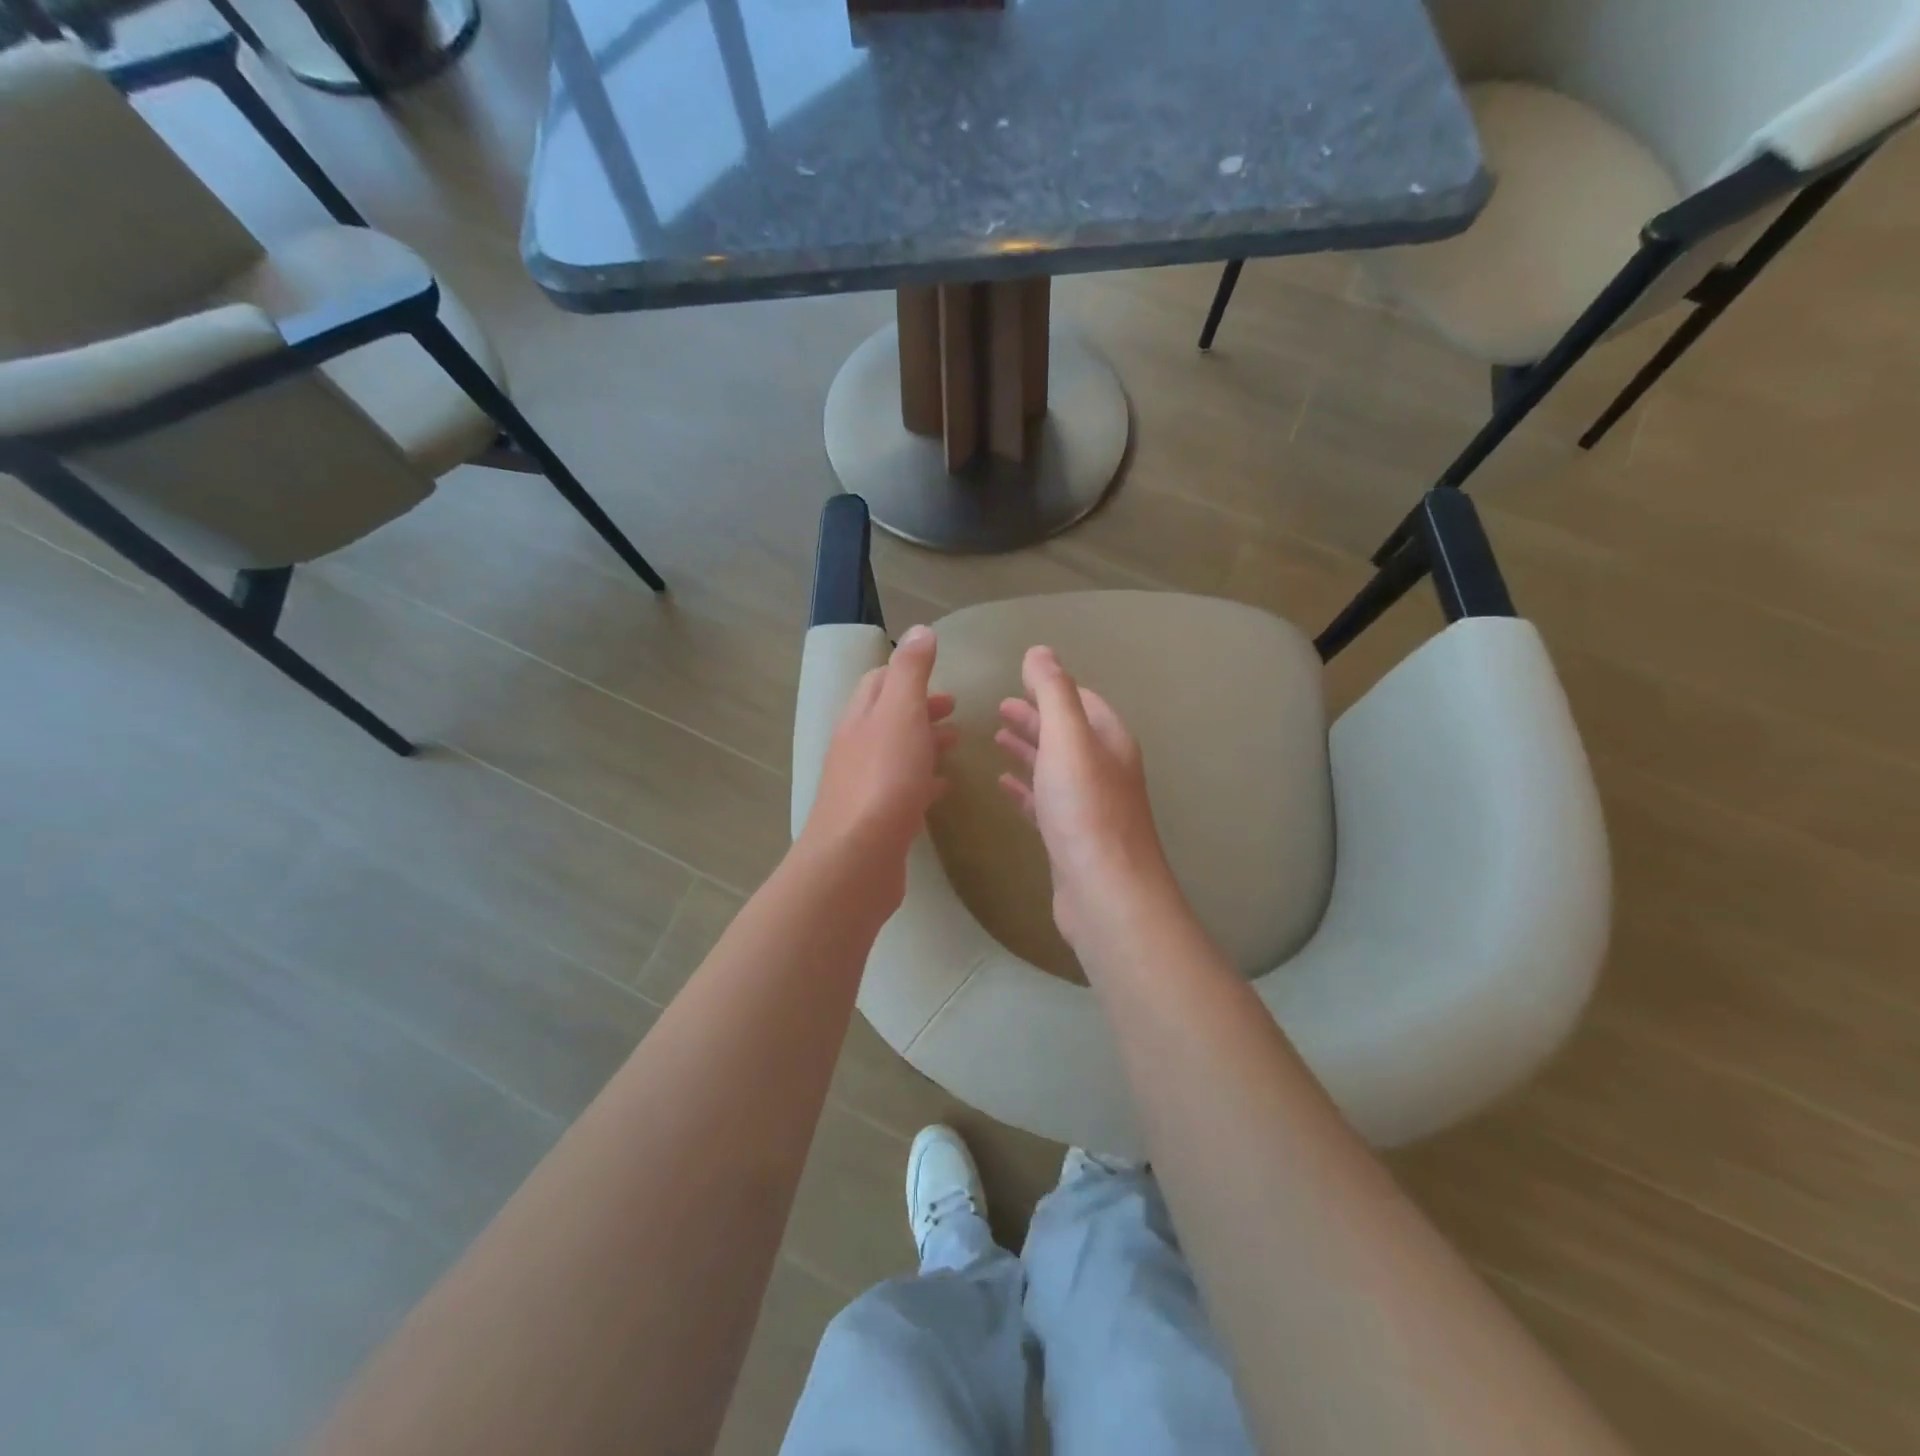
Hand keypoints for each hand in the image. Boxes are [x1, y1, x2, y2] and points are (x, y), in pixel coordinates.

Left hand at [799, 625, 956, 912]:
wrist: (857, 858)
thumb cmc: (884, 778)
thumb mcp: (900, 713)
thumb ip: (911, 672)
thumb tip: (920, 630)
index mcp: (860, 718)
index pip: (878, 683)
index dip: (907, 675)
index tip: (941, 680)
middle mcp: (856, 748)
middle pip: (887, 719)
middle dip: (920, 709)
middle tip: (955, 710)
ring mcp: (863, 786)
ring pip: (896, 754)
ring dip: (924, 743)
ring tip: (956, 745)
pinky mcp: (876, 820)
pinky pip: (902, 790)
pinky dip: (923, 780)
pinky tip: (943, 787)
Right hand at [995, 646, 1176, 951]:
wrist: (1105, 892)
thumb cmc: (1085, 810)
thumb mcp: (1067, 740)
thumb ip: (1053, 693)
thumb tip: (1039, 651)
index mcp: (1109, 741)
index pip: (1082, 701)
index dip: (1053, 688)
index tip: (1020, 679)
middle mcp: (1104, 769)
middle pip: (1067, 733)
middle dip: (1036, 717)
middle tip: (999, 708)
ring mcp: (1088, 806)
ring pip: (1054, 767)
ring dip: (1028, 749)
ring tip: (995, 738)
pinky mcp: (1071, 837)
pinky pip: (1045, 801)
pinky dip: (1025, 788)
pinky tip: (1004, 785)